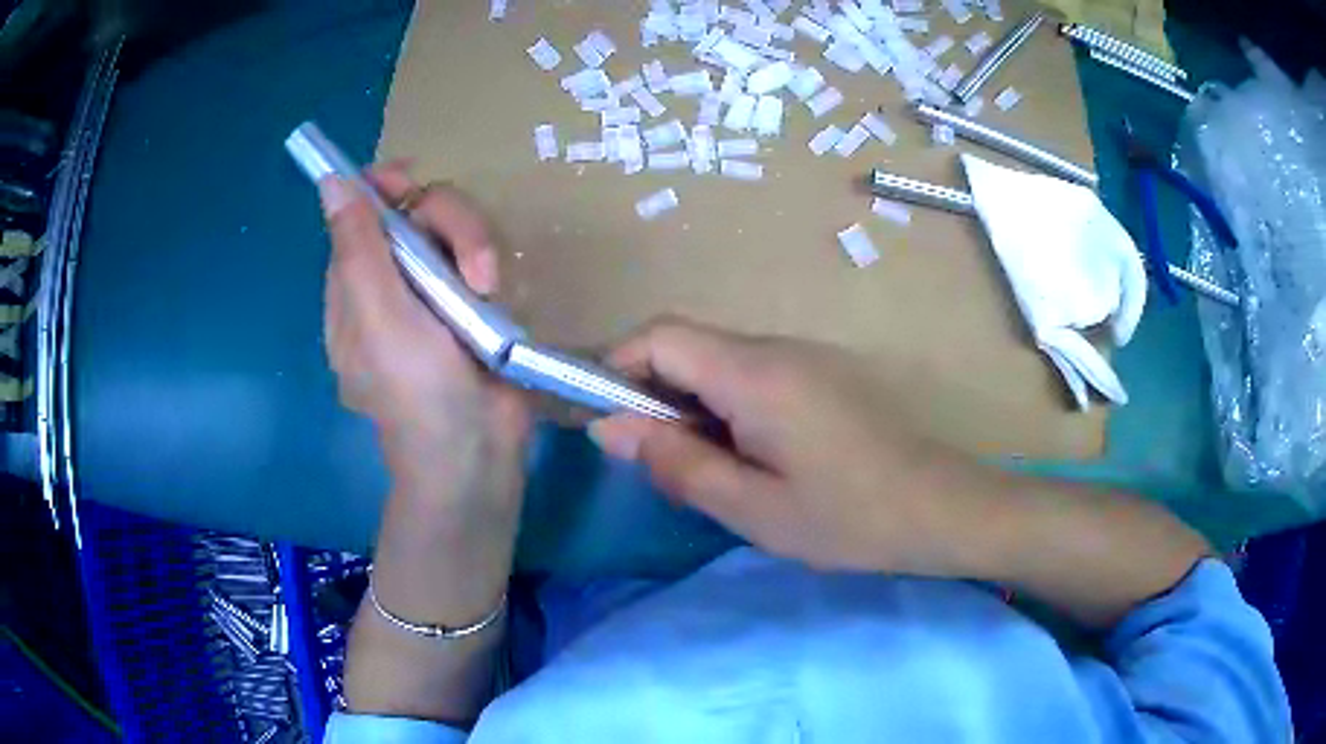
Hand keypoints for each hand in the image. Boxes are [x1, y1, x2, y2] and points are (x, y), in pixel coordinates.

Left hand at [320, 164, 529, 504]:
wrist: (475, 451)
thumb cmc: (414, 391)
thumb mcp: (376, 317)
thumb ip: (357, 247)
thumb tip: (328, 180)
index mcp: (353, 285)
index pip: (360, 212)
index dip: (381, 187)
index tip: (410, 184)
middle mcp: (390, 279)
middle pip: (415, 210)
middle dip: (449, 223)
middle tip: (476, 265)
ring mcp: (434, 288)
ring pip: (453, 227)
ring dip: (476, 248)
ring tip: (490, 292)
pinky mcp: (472, 300)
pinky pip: (480, 254)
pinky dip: (491, 266)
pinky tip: (499, 296)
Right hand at [590, 317, 1208, 626]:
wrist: (944, 509)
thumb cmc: (850, 517)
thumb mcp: (753, 507)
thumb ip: (677, 462)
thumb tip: (610, 427)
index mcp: (755, 373)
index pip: (661, 336)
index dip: (618, 366)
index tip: (606, 421)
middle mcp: (778, 347)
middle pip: (688, 345)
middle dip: (654, 394)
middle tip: (659, 462)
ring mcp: (807, 358)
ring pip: (721, 364)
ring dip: (693, 406)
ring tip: (709, 470)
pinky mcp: (826, 376)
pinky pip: (755, 377)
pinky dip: (729, 409)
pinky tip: (754, 460)